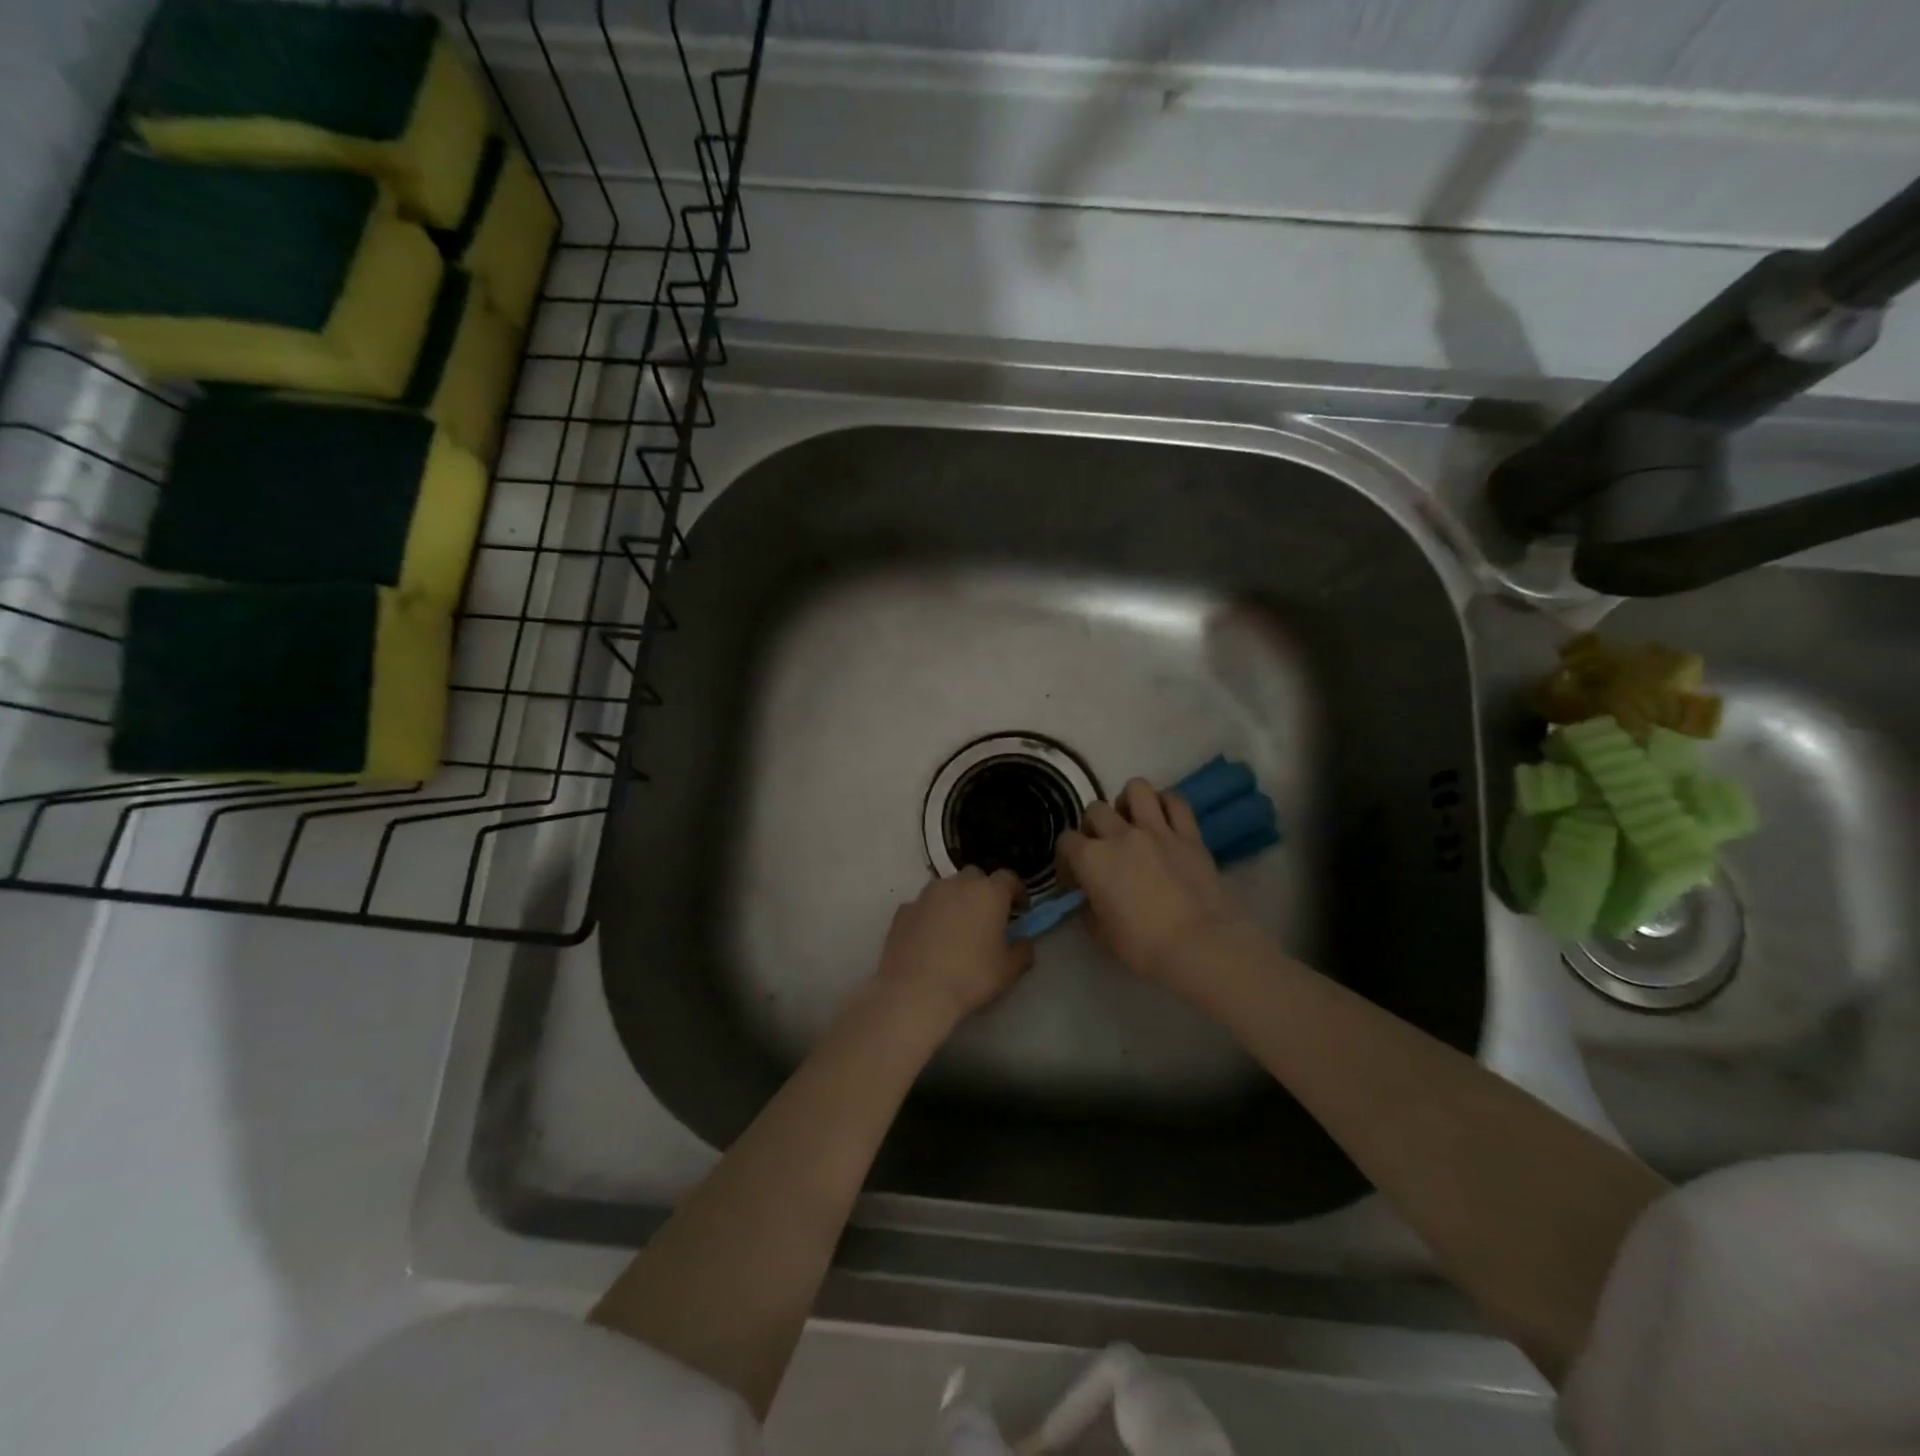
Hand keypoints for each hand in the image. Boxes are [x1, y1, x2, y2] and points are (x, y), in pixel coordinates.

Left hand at [876, 867, 1034, 1022]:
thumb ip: (1023, 950)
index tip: (1020, 909)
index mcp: (989, 893)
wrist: (915, 991)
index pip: (1008, 878)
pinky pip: (924, 905)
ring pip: (947, 887)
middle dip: (984, 891)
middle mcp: (957, 884)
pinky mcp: (903, 909)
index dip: (1016, 891)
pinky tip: (930, 938)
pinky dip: (930, 915)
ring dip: (955, 900)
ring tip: (956, 927)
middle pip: (975, 876)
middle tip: (987, 916)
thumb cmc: (970, 977)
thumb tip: (1023, 940)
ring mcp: (927, 894)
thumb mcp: (1008, 970)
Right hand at [1056, 778, 1253, 988]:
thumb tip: (1091, 898)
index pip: (1066, 841)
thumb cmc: (1144, 946)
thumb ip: (1090, 908)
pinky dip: (1167, 804)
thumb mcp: (1102, 934)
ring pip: (1136, 788)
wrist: (1201, 945)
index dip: (1067, 857)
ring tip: (1133, 820)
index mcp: (1092, 859)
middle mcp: (1120, 835)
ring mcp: (1157, 830)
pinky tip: (1165, 819)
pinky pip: (1176, 802)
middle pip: (1096, 810)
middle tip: (1104, 847)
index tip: (1075, 875)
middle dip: (1094, 826)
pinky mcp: (1189, 834)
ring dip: (1129, 801)